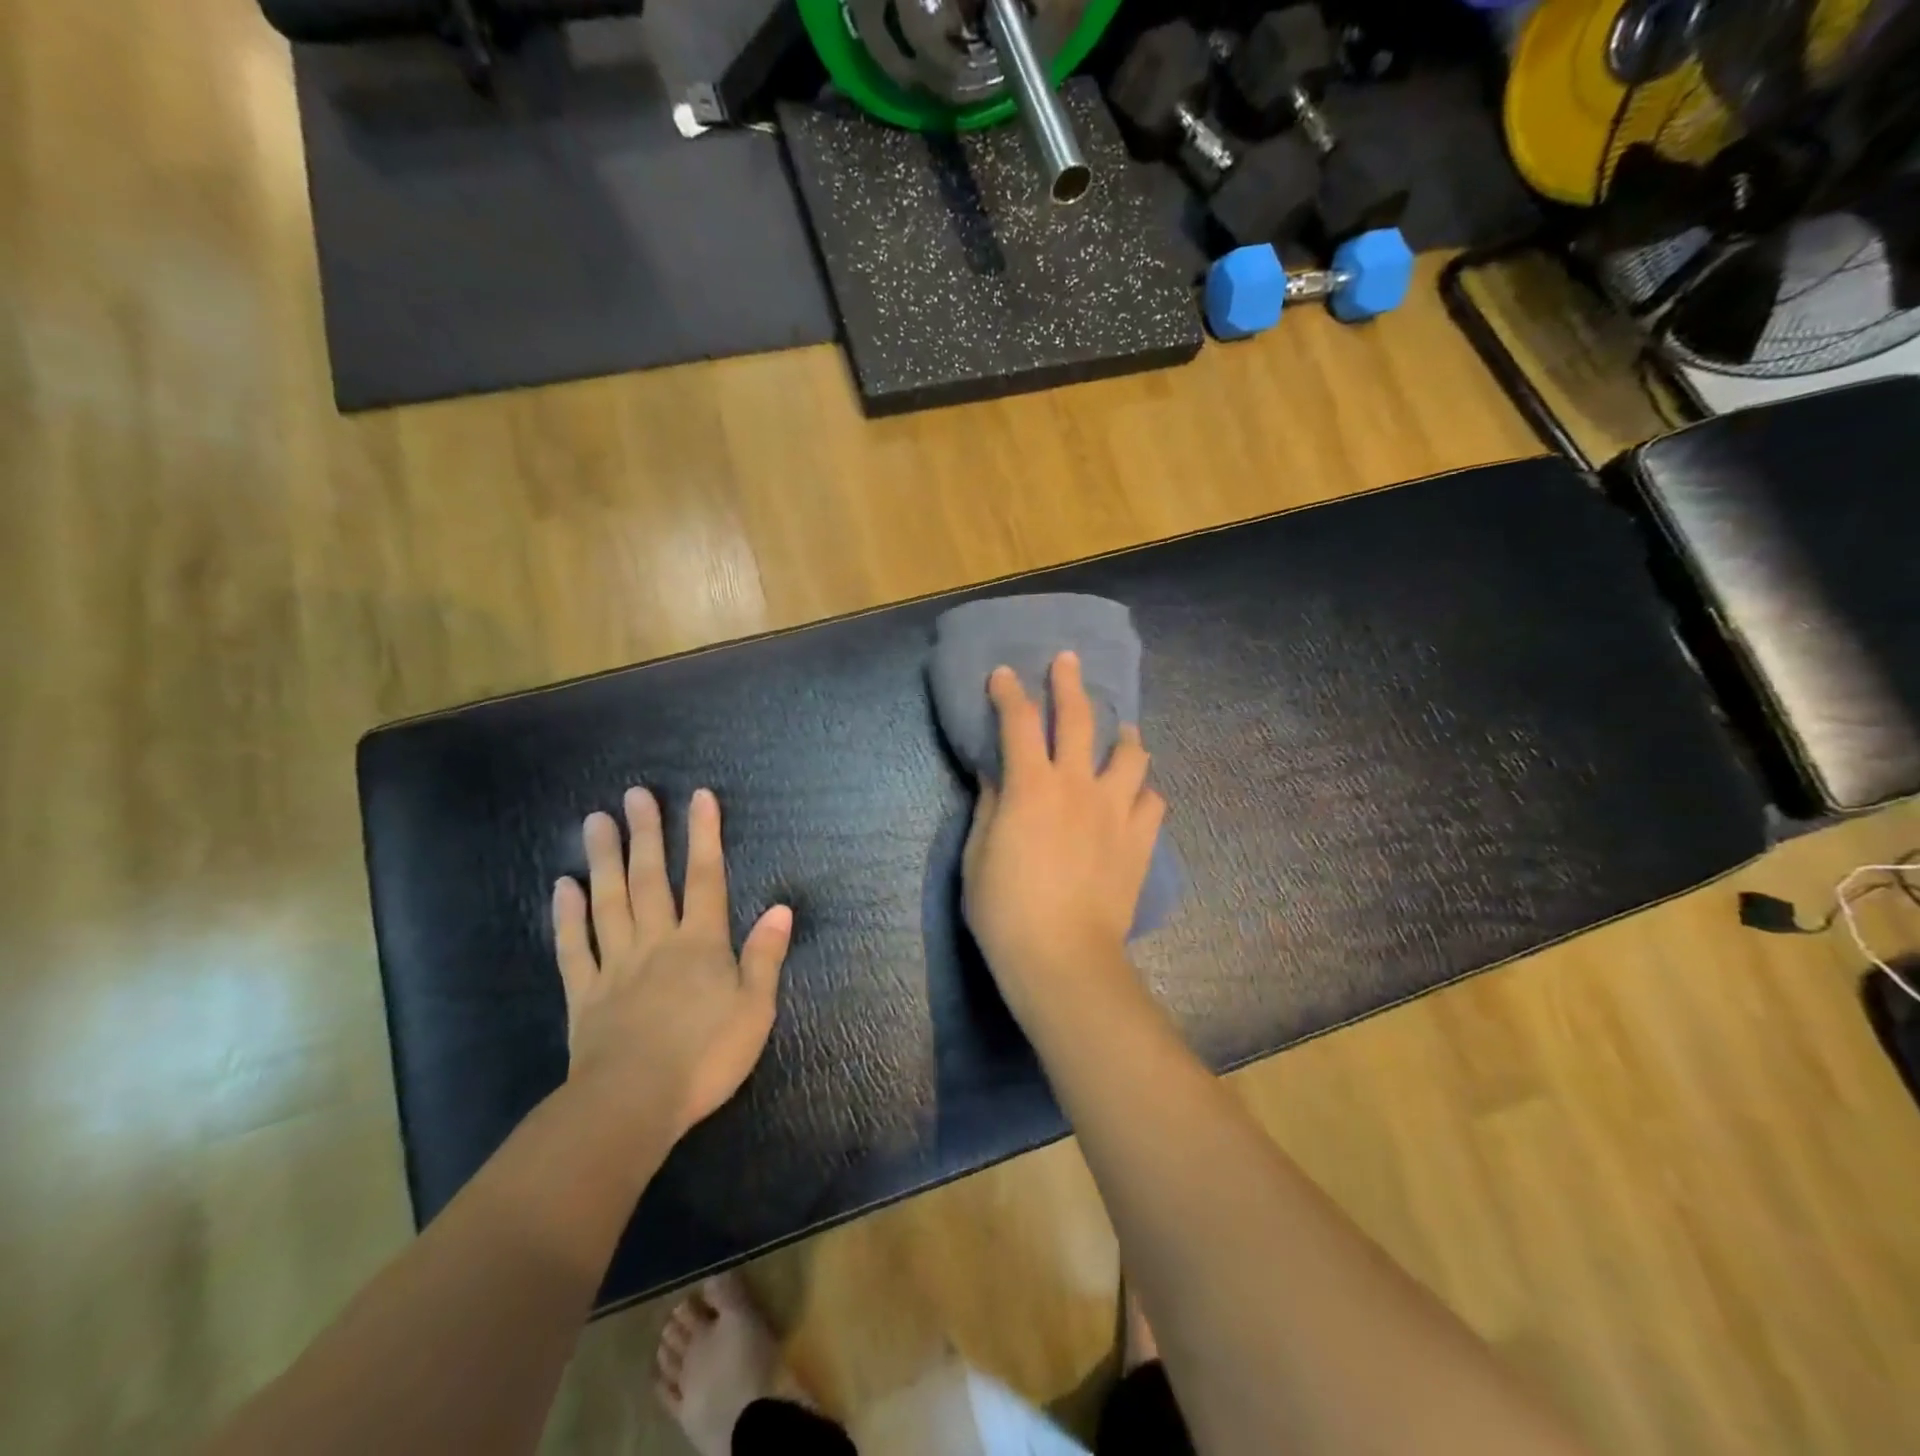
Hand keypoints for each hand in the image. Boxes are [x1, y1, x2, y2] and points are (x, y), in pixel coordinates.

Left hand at [552, 787, 792, 1141]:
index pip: (706, 879)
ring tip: (596, 820)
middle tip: (635, 794)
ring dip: (604, 859)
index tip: (699, 797)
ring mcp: (616, 965)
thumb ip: (765, 955)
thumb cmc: (705, 1057)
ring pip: (609, 902)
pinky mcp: (585, 994)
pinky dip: (568, 915)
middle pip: (651, 879)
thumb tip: (781, 907)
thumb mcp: (755, 1009)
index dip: (705, 836)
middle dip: (647, 834)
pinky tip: (563, 886)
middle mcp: (657, 942)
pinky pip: (575, 947)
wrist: (633, 1104)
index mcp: (701, 944)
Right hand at [962, 652, 1164, 1019]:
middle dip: (1069, 683)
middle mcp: (1078, 785)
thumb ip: (991, 805)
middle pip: (1079, 718)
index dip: (1009, 692)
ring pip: (1131, 754)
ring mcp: (1116, 811)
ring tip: (1121, 732)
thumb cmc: (1006, 908)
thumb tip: (997, 774)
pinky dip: (1143, 791)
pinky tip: (1135, 795)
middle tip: (1068, 661)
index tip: (1003, 673)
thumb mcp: (978, 854)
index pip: (1019, 722)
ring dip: (1124, 735)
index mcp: (1032, 786)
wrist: (1063, 957)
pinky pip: (1153, 800)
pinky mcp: (1140, 839)